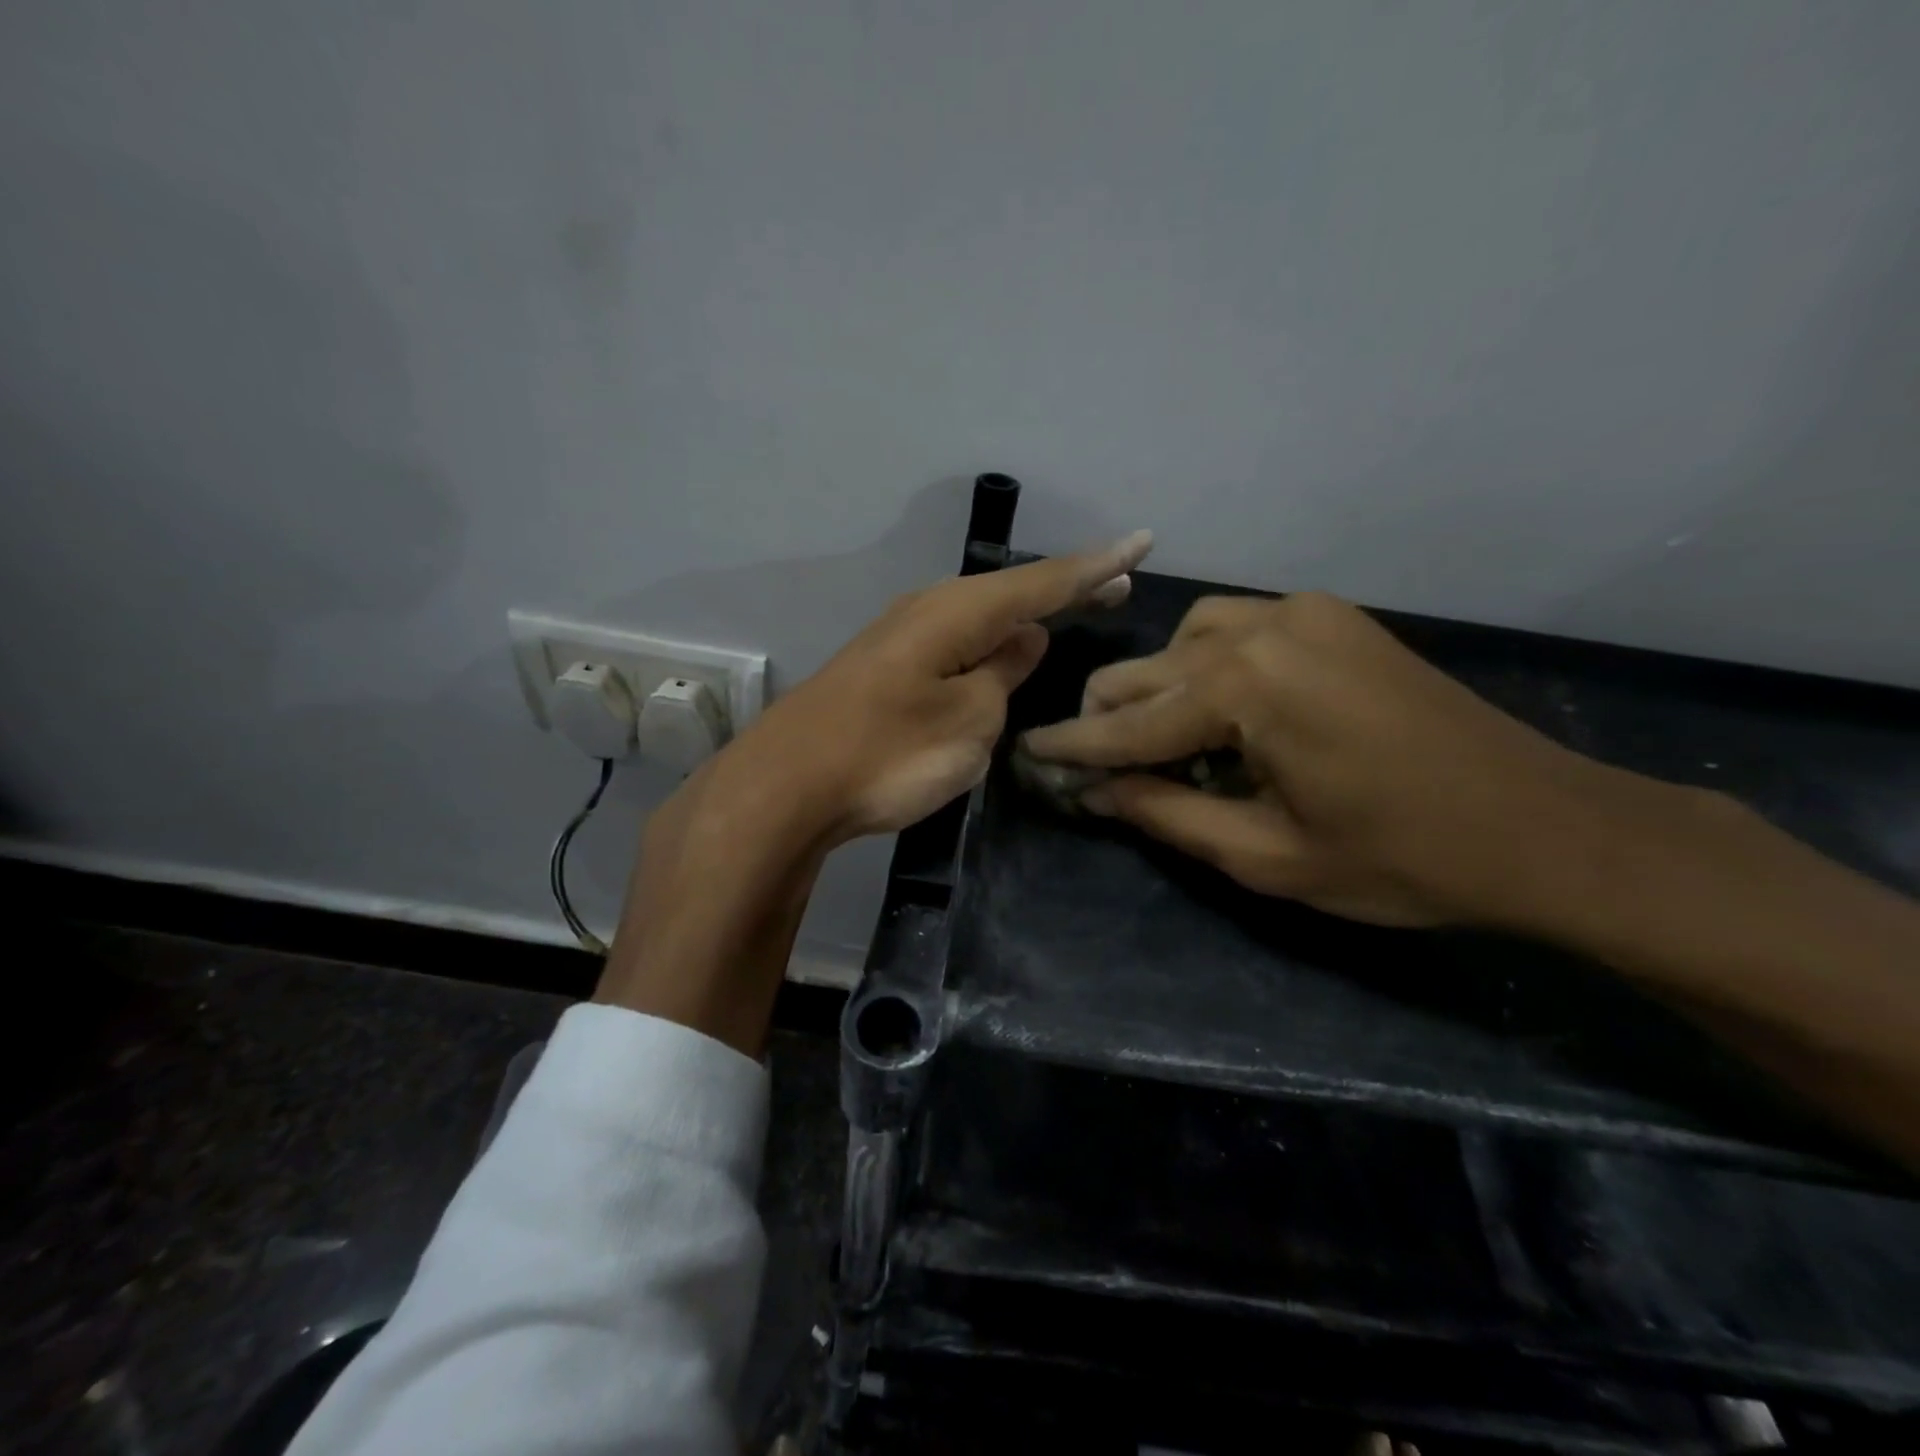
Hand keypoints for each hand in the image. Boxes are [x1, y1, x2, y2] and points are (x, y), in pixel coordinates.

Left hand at [596, 530, 1151, 1053]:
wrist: (787, 785)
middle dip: (1064, 589)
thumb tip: (1023, 640)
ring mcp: (900, 638)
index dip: (1097, 566)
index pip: (1044, 582)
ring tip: (1065, 615)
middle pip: (1010, 593)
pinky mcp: (883, 668)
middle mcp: (928, 610)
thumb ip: (1003, 675)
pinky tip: (998, 654)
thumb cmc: (889, 754)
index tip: (1143, 542)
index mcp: (958, 613)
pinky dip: (988, 644)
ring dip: (1024, 617)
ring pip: (979, 618)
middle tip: (1115, 584)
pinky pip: (954, 644)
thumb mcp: (970, 722)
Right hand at [1021, 591, 1665, 928]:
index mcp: (1246, 687)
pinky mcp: (1333, 617)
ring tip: (1154, 737)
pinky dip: (1206, 662)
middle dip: (1109, 717)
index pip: (1131, 723)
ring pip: (1188, 638)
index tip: (1026, 753)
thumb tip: (1098, 794)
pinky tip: (1215, 703)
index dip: (1075, 749)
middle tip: (1087, 761)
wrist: (1544, 826)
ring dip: (1158, 685)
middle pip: (1150, 669)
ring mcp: (1303, 613)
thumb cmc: (1400, 858)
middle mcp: (1264, 628)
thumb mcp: (1266, 856)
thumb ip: (1168, 814)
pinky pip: (1238, 626)